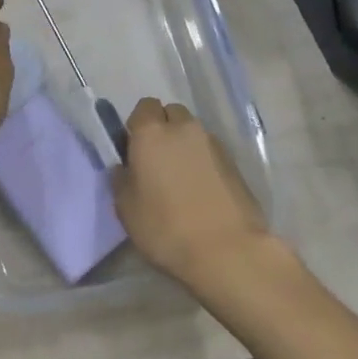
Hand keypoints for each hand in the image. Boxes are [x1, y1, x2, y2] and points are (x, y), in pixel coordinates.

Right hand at [112, 98, 270, 287]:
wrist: (227, 251)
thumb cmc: (166, 228)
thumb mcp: (126, 209)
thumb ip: (122, 180)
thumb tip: (125, 168)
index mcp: (151, 133)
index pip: (143, 107)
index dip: (138, 125)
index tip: (134, 149)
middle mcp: (184, 129)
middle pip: (171, 114)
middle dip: (163, 129)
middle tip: (157, 161)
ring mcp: (213, 144)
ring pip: (193, 132)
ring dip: (184, 145)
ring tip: (181, 179)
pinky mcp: (235, 163)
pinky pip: (211, 151)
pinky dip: (203, 161)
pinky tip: (201, 190)